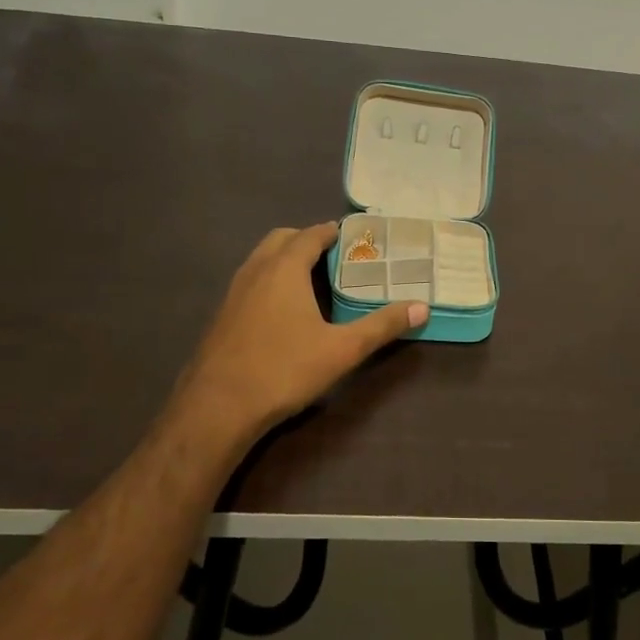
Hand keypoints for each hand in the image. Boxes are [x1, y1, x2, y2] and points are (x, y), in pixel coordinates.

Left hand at [171, 222, 426, 442]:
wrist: (218, 406)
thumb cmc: (284, 369)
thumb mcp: (342, 350)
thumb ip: (381, 326)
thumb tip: (422, 308)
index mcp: (284, 269)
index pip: (310, 235)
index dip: (331, 232)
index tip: (350, 235)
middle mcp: (256, 271)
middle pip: (281, 239)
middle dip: (306, 240)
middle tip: (333, 256)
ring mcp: (233, 293)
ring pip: (260, 260)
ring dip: (284, 259)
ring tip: (310, 280)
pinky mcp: (221, 316)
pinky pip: (249, 282)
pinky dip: (268, 280)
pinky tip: (281, 311)